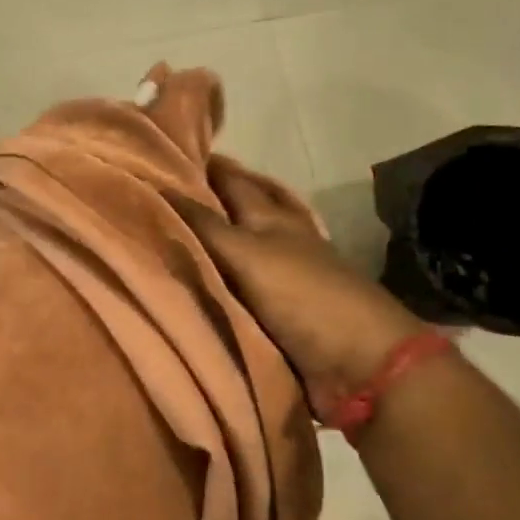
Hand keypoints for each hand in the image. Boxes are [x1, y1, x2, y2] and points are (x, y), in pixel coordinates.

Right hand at [184, 182, 428, 405]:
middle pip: (239, 210)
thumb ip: (206, 227)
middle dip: (207, 198)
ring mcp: (280, 278)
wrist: (359, 365)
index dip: (204, 166)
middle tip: (161, 193)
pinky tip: (197, 285)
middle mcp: (276, 240)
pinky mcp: (278, 315)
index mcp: (272, 218)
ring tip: (172, 235)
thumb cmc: (305, 298)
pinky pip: (236, 290)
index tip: (162, 154)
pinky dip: (216, 283)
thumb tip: (160, 189)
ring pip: (237, 249)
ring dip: (211, 241)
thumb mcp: (250, 255)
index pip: (232, 181)